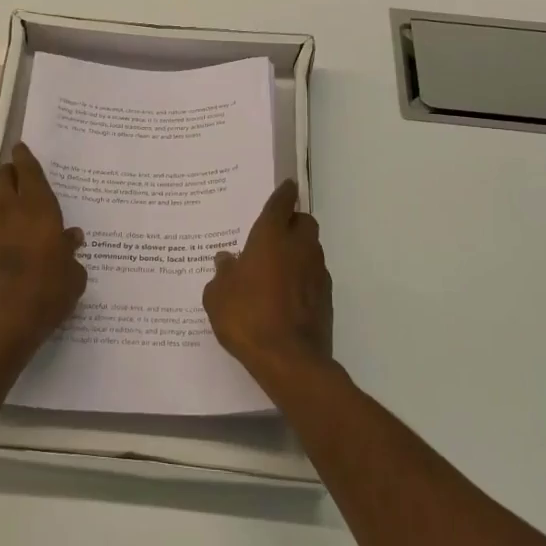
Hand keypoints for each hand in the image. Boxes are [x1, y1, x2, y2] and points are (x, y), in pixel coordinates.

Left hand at [0, 143, 86, 358]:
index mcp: (38, 210)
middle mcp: (10, 213)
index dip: (25, 158)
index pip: (29, 173)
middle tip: (18, 173)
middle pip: (3, 179)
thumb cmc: (46, 295)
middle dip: (9, 171)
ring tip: (14, 207)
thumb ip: (71, 254)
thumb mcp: (73, 277)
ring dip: (1, 198)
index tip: (21, 147)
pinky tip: (6, 245)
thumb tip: (70, 238)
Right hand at [203, 180, 332, 382]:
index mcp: (271, 238)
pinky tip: (287, 294)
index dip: (283, 193)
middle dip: (293, 222)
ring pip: (311, 249)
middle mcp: (299, 247)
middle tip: (274, 234)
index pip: (281, 204)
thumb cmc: (247, 318)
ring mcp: (317, 272)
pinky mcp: (327, 297)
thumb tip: (227, 260)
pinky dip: (304, 276)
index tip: (287, 185)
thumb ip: (222, 274)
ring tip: (277, 267)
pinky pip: (315, 275)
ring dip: (299, 250)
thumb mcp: (218, 296)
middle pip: (304, 222)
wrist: (290, 360)